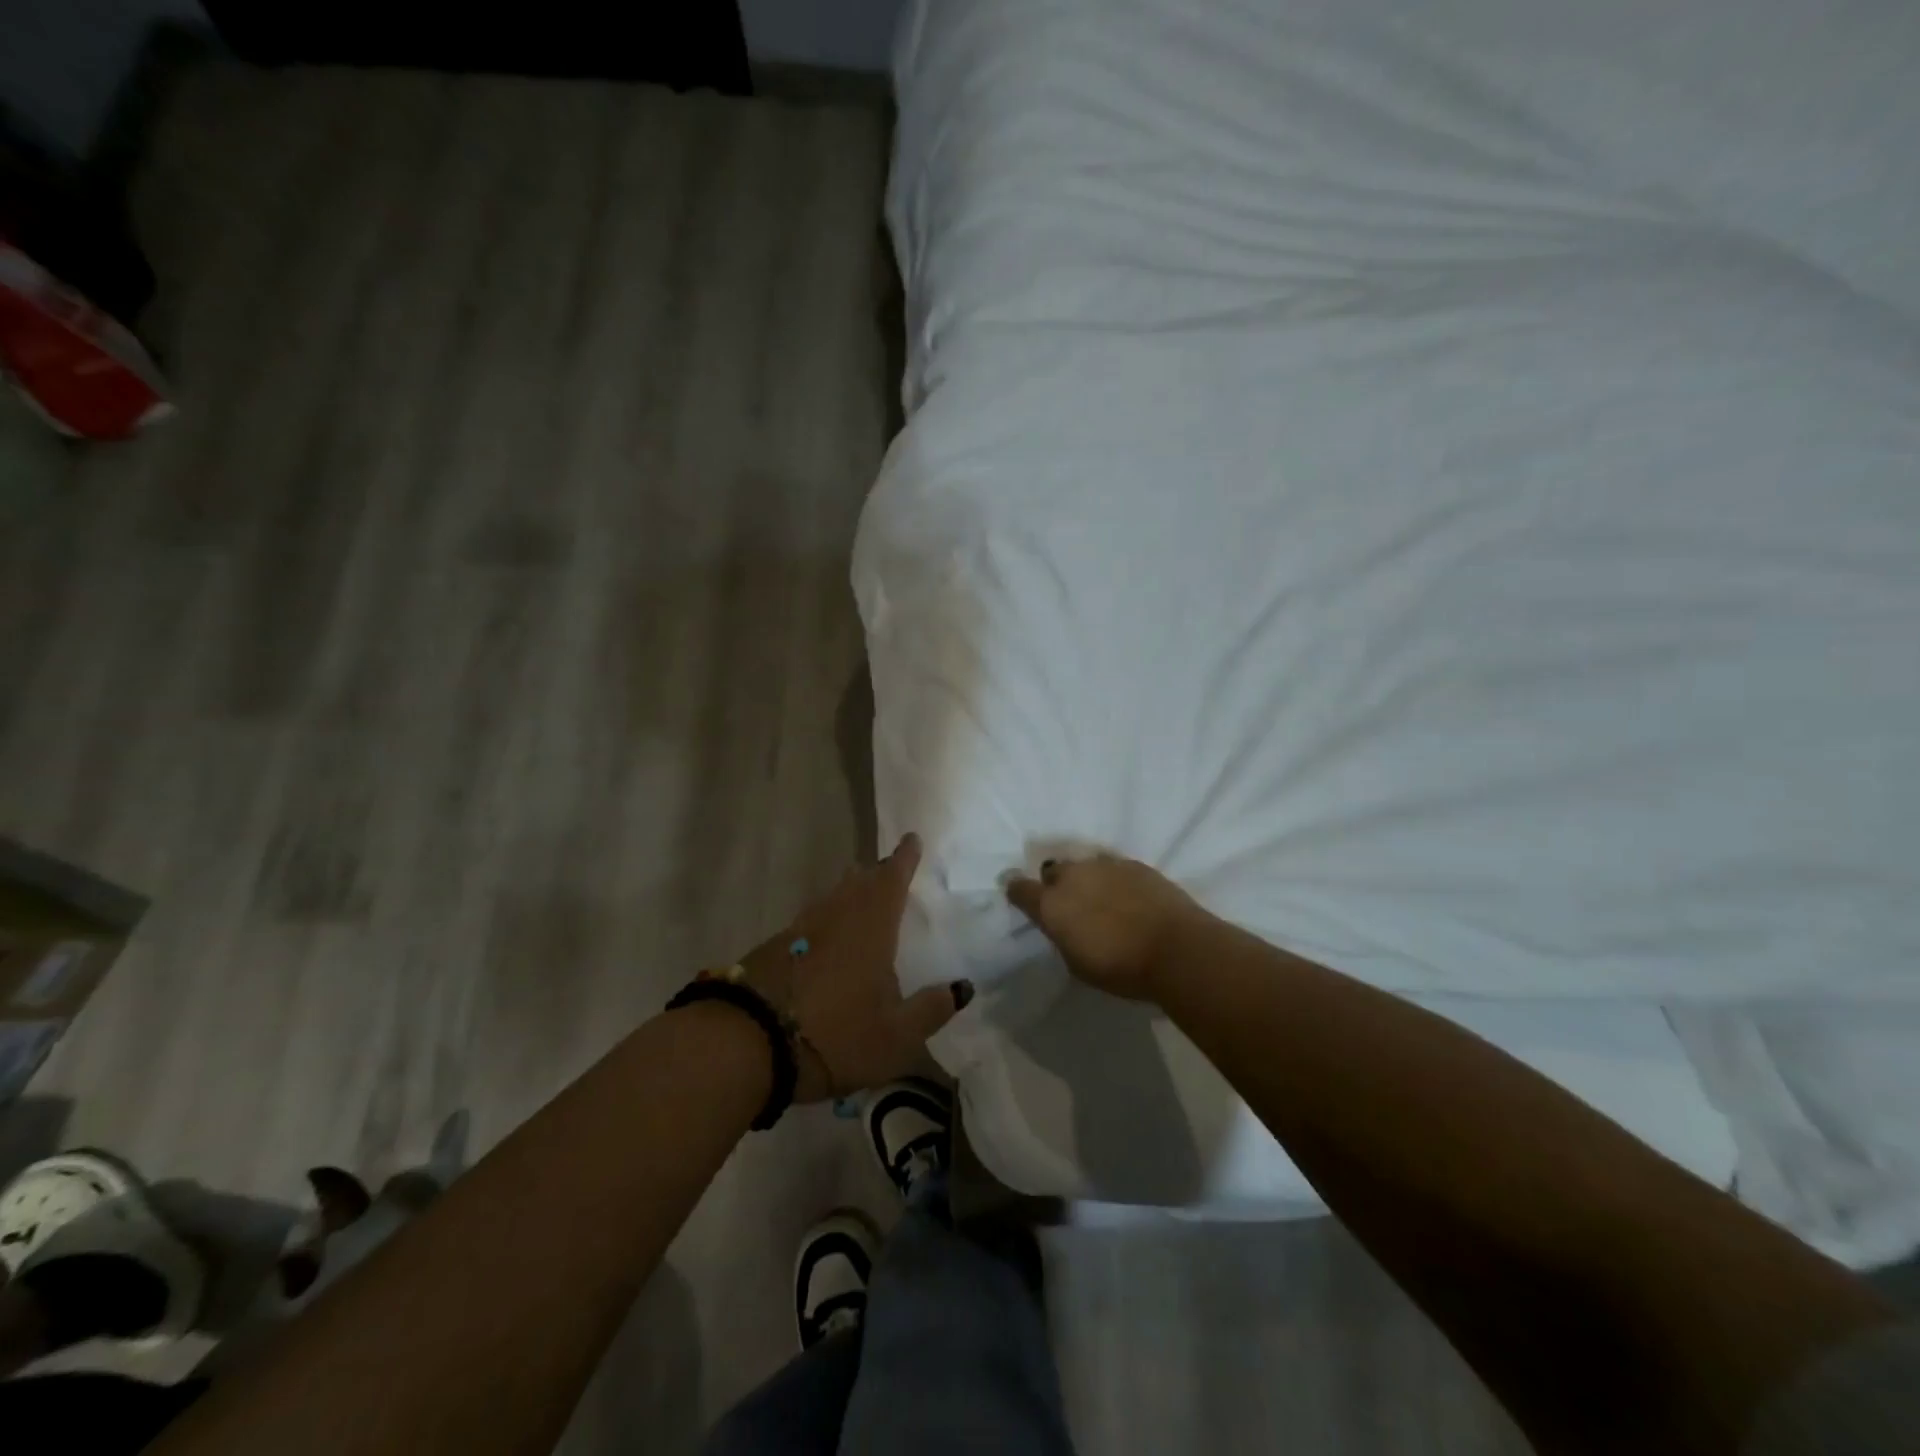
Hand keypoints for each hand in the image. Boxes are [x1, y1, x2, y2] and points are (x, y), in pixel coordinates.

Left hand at [739, 834, 972, 1102]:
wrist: (748, 1042)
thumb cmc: (836, 1035)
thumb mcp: (896, 1036)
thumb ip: (931, 1010)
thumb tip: (962, 987)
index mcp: (871, 926)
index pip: (892, 879)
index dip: (904, 859)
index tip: (911, 838)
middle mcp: (836, 917)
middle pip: (859, 882)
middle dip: (876, 872)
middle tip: (888, 867)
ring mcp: (801, 930)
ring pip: (832, 897)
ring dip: (848, 890)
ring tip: (859, 891)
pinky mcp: (773, 947)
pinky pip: (811, 920)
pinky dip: (826, 917)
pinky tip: (826, 935)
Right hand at [1006, 854, 1204, 1001]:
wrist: (1175, 948)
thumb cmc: (1120, 968)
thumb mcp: (1077, 963)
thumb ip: (1063, 935)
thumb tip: (1065, 924)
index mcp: (1051, 904)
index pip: (1020, 888)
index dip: (1018, 892)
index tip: (1020, 898)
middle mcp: (1072, 876)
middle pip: (1052, 871)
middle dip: (1056, 885)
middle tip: (1071, 906)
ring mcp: (1104, 865)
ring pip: (1084, 866)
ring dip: (1086, 880)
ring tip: (1102, 900)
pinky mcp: (1133, 863)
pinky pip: (1112, 867)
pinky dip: (1113, 879)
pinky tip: (1127, 897)